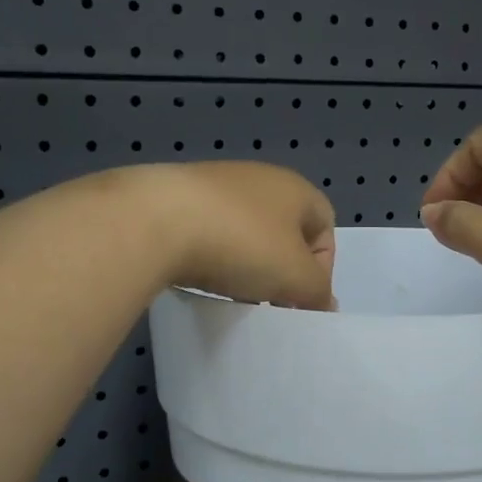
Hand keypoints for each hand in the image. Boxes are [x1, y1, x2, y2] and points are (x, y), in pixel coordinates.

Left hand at [141, 162, 336, 309]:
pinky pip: (209, 231)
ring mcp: (216, 184)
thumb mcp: (295, 276)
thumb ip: (318, 291)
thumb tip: (326, 303)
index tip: (301, 299)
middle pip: (284, 231)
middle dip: (281, 269)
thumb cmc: (241, 244)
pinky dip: (212, 255)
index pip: (325, 228)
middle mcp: (259, 178)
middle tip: (269, 302)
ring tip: (233, 293)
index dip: (322, 268)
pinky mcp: (178, 196)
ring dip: (246, 264)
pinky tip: (200, 276)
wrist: (155, 220)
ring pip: (246, 232)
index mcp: (295, 188)